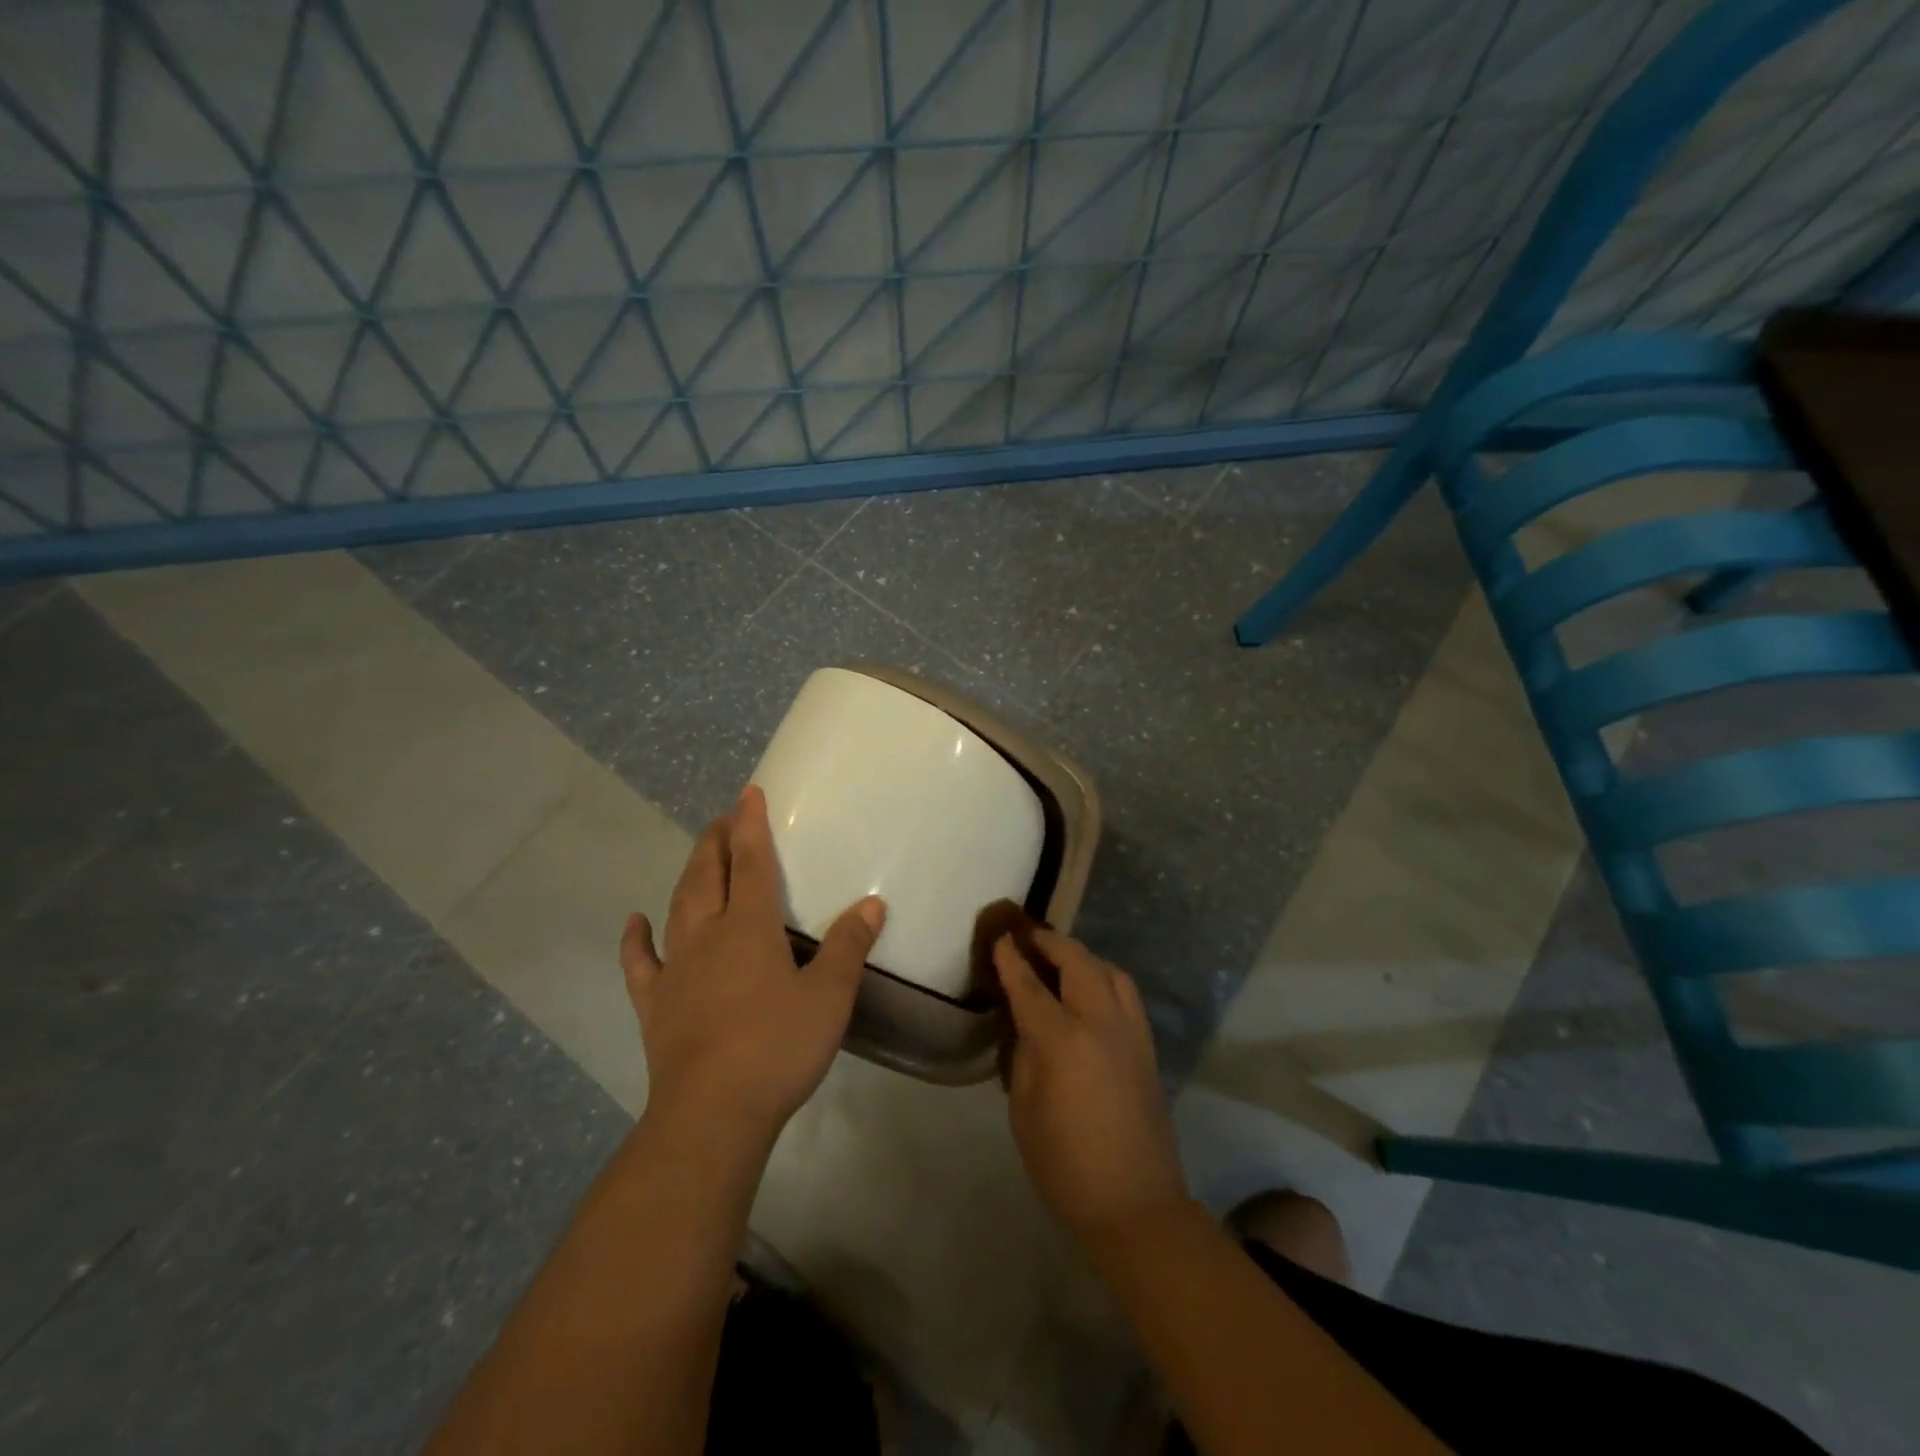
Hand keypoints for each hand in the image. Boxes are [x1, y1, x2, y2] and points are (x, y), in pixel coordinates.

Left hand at [620, 785, 884, 1145]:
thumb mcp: (829, 996)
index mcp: (750, 927)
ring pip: (678, 907)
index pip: (751, 862)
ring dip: (688, 875)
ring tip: (697, 855)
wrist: (712, 1113)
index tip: (748, 793)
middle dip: (716, 841)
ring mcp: (676, 969)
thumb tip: (871, 904)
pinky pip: (640, 963)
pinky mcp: (656, 1004)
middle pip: (708, 875)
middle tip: (723, 816)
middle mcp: (707, 935)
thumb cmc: (777, 1048)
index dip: (750, 825)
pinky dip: (635, 940)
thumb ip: (848, 946)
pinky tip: (635, 922)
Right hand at [995, 928, 1188, 1240]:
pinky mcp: (1148, 1046)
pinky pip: (1126, 993)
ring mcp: (1131, 1032)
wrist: (1136, 1205)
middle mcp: (1101, 1023)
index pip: (1030, 986)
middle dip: (1050, 943)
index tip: (999, 938)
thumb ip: (1025, 1057)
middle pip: (1077, 961)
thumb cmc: (1066, 1166)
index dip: (1011, 959)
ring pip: (1109, 970)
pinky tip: (1091, 989)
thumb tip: (1026, 1026)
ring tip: (1060, 960)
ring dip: (1082, 956)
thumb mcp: (1025, 1111)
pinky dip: (1105, 977)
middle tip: (1028, 938)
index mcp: (1063, 1041)